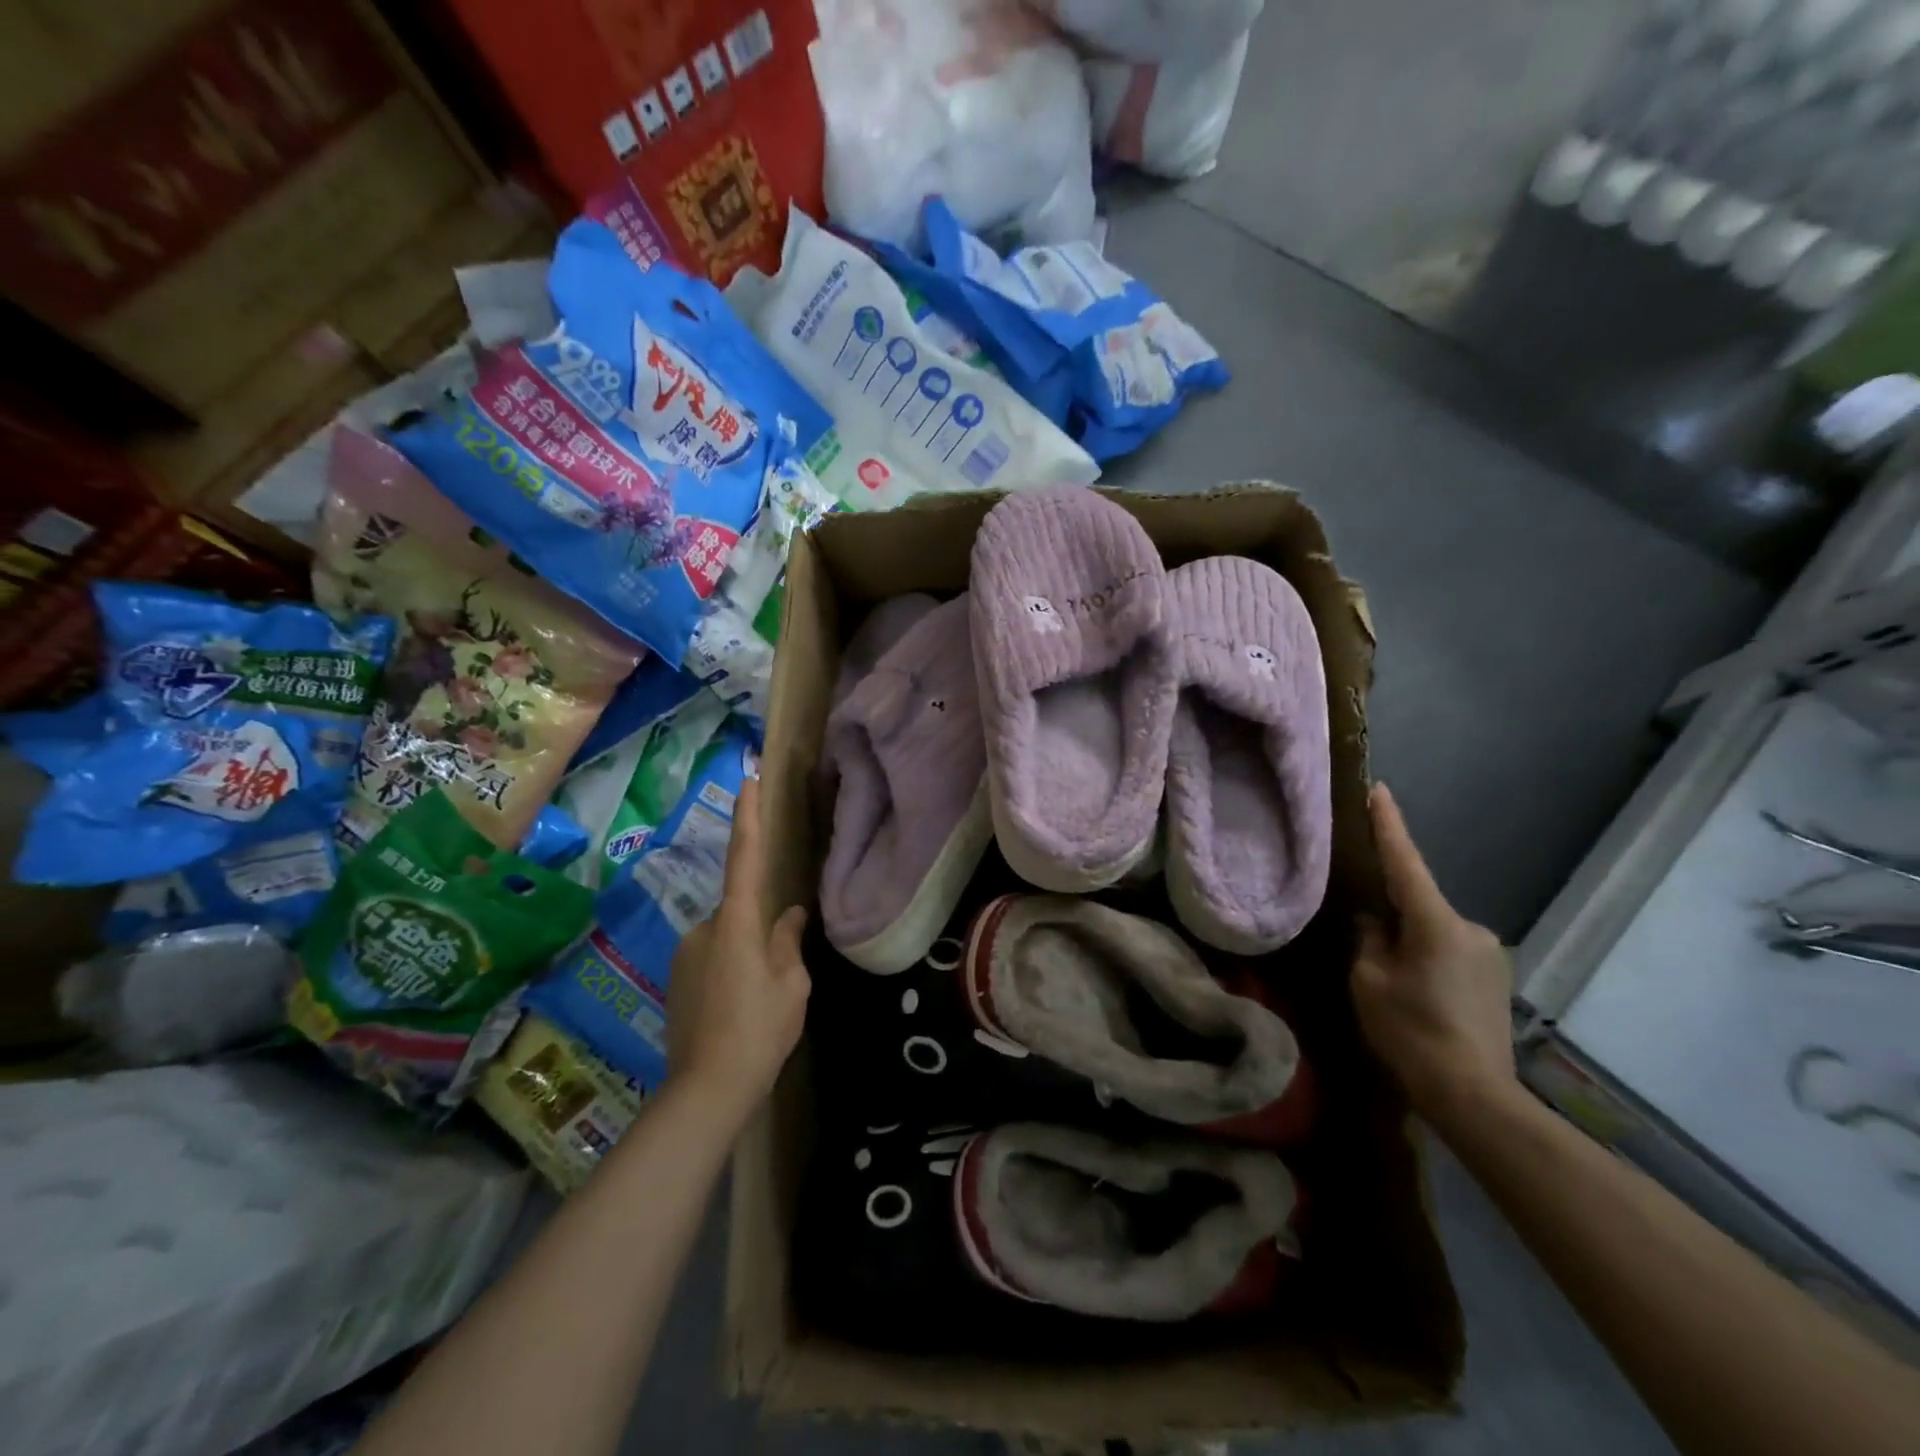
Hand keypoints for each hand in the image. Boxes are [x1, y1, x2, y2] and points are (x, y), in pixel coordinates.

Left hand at [666, 777, 809, 1125]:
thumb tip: (790, 914)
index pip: (744, 857)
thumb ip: (788, 942)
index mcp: (737, 922)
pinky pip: (712, 959)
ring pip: (727, 938)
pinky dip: (730, 972)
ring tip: (760, 1003)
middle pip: (741, 911)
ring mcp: (685, 954)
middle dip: (761, 931)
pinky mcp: (676, 978)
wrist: (707, 1090)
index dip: (748, 816)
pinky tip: (740, 1010)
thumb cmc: (760, 1031)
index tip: (746, 778)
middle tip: (779, 977)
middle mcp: (704, 928)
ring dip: (746, 955)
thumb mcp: (791, 985)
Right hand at [1351, 784, 1517, 1130]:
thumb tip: (1374, 920)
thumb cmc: (1411, 1032)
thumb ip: (1368, 939)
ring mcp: (1489, 953)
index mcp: (1435, 922)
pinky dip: (1428, 957)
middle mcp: (1470, 927)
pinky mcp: (1496, 977)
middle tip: (1366, 941)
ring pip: (1433, 930)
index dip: (1389, 825)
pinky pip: (1449, 950)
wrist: (1474, 1096)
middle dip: (1391, 912)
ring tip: (1391, 978)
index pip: (1405, 863)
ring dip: (1410, 940)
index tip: (1378, 790)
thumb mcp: (1369, 981)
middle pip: (1418, 904)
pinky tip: (1416, 991)